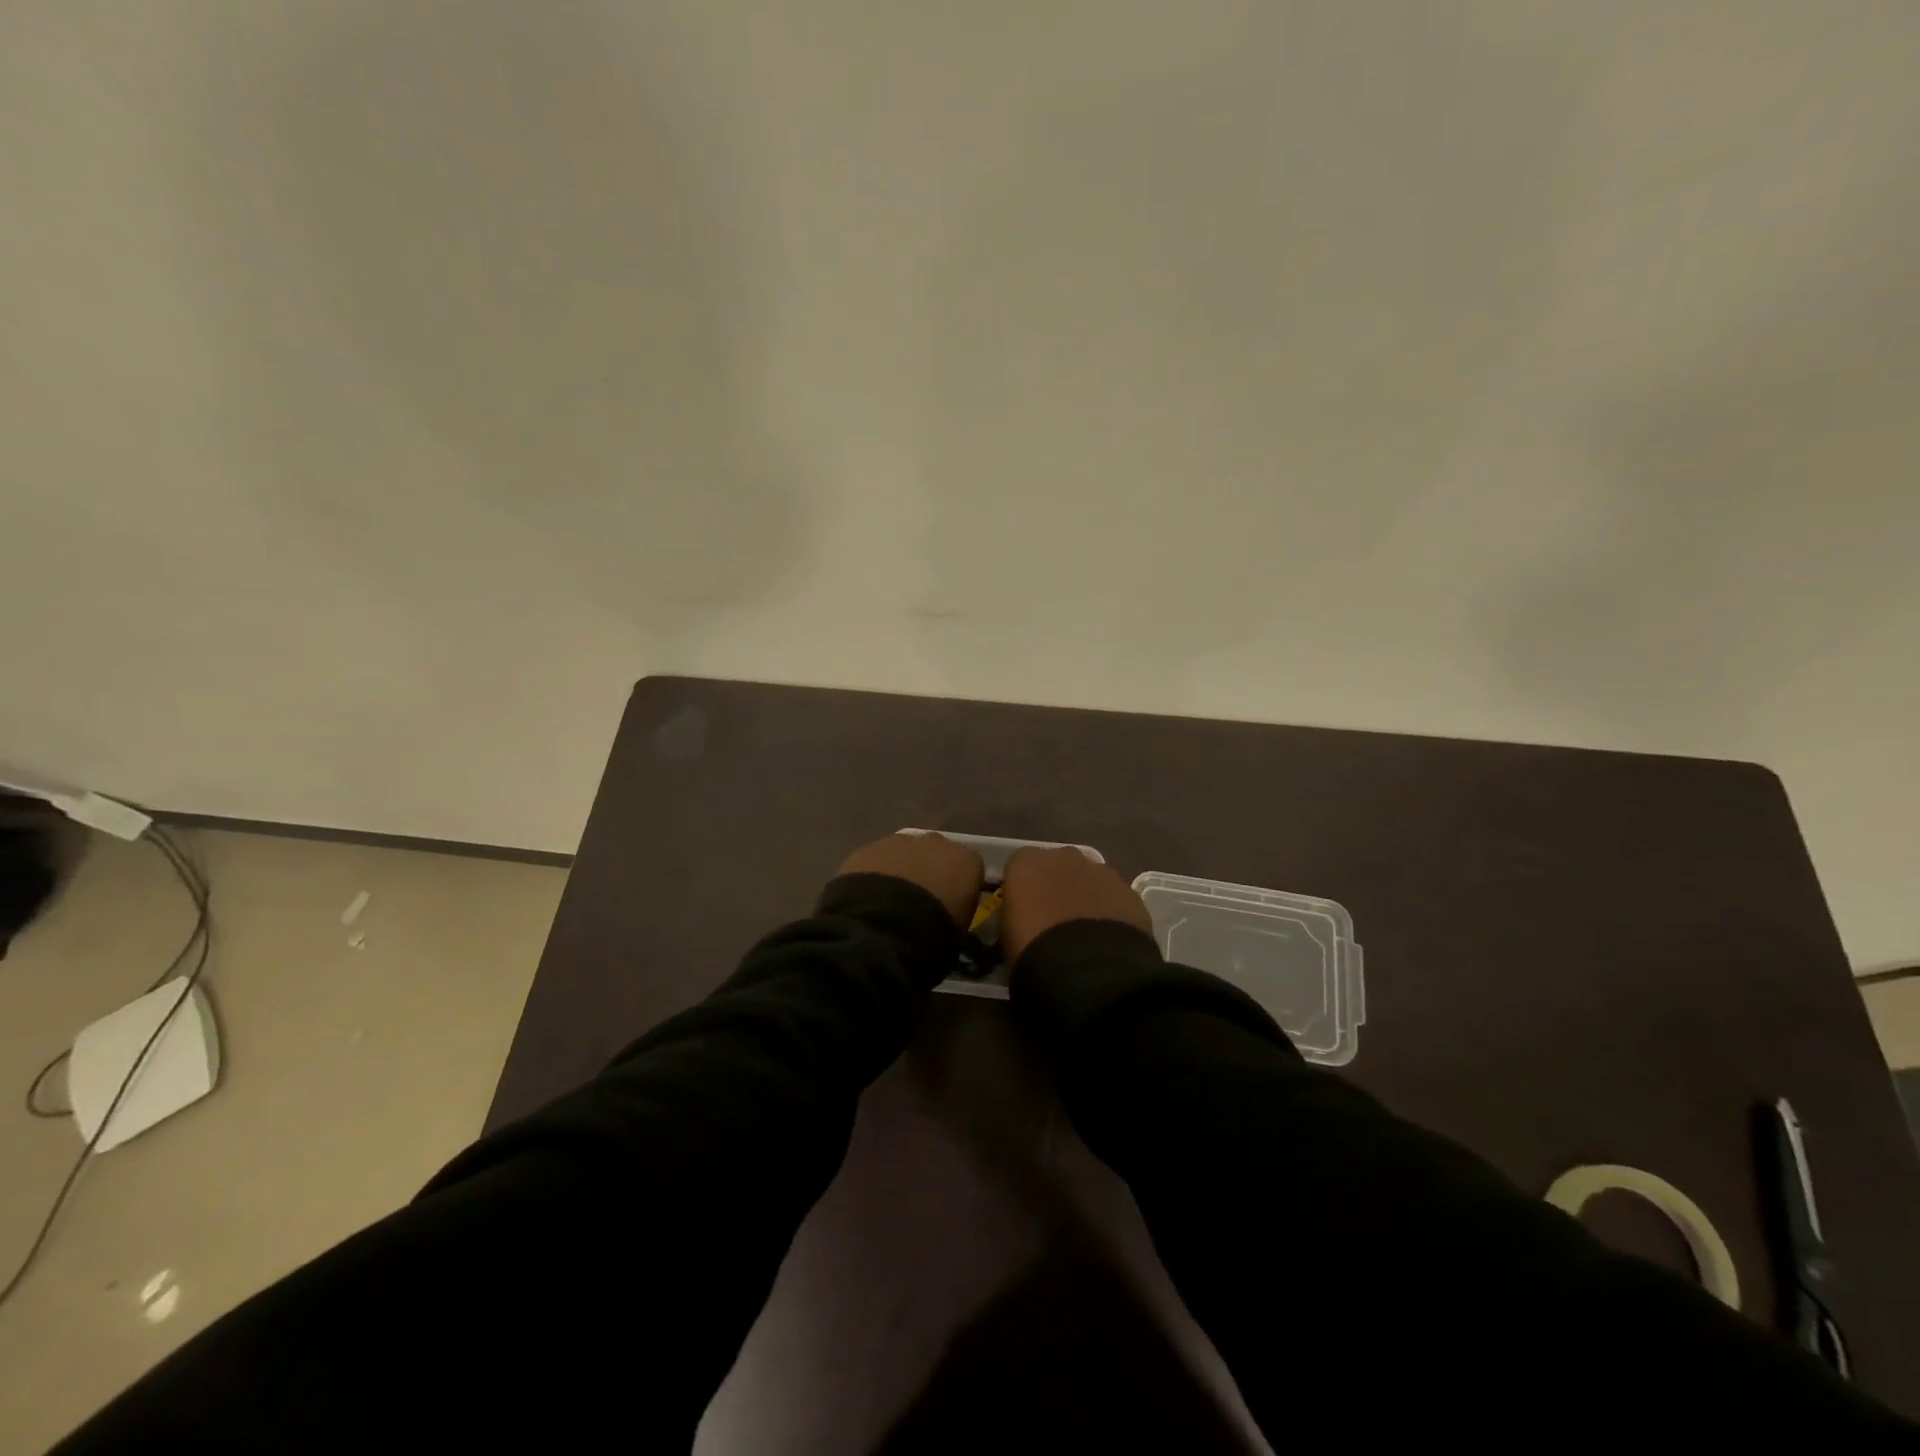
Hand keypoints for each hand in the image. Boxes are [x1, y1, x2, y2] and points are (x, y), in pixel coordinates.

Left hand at [836, 833, 985, 926]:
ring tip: (889, 902)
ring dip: (901, 870)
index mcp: (967, 861)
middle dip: (929, 872)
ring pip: (905, 853)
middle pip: (936, 854)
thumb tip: (948, 913)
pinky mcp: (868, 847)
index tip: (950, 906)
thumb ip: (958, 912)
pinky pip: (877, 859)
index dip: (959, 887)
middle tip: (918, 902)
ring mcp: (901, 842)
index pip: (969, 869)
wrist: (881, 929)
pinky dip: (874, 874)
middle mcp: (937, 843)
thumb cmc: (932, 935)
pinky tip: (866, 898)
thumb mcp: (958, 931)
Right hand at [1000, 846, 1153, 964]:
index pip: (1019, 866)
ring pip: (1090, 879)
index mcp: (1027, 862)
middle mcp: (1064, 856)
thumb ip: (1014, 916)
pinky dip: (1111, 912)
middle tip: (1054, 919)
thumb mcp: (1007, 934)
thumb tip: (1022, 921)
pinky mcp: (1129, 891)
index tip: (1022, 911)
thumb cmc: (1033, 949)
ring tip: (1085, 934)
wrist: (1086, 968)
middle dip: (1057, 885)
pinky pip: (1114, 898)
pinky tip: (1108, 939)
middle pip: (1057, 866)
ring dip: (1086, 897)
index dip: (1022, 888)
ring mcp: (1101, 871)